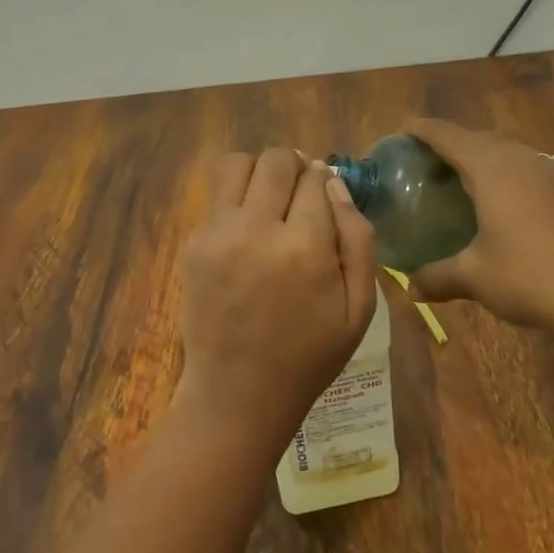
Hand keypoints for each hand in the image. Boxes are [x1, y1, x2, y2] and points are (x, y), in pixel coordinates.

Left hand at [174, 148, 378, 448]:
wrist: (239, 392)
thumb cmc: (309, 355)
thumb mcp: (359, 307)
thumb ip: (358, 238)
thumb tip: (336, 185)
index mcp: (305, 247)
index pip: (316, 177)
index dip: (325, 180)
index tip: (325, 195)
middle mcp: (257, 229)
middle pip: (276, 160)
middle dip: (294, 167)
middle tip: (299, 192)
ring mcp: (218, 234)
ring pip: (237, 164)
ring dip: (258, 172)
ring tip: (269, 200)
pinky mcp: (193, 244)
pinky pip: (216, 198)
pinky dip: (235, 201)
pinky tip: (246, 232)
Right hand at [403, 119, 553, 331]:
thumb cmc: (529, 277)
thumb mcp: (473, 278)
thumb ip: (437, 276)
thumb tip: (412, 287)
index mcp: (492, 168)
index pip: (448, 135)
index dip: (422, 130)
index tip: (402, 132)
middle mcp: (526, 160)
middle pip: (482, 139)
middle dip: (455, 146)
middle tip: (432, 167)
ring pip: (516, 156)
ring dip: (491, 163)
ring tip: (474, 187)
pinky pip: (542, 178)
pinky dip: (521, 185)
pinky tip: (521, 213)